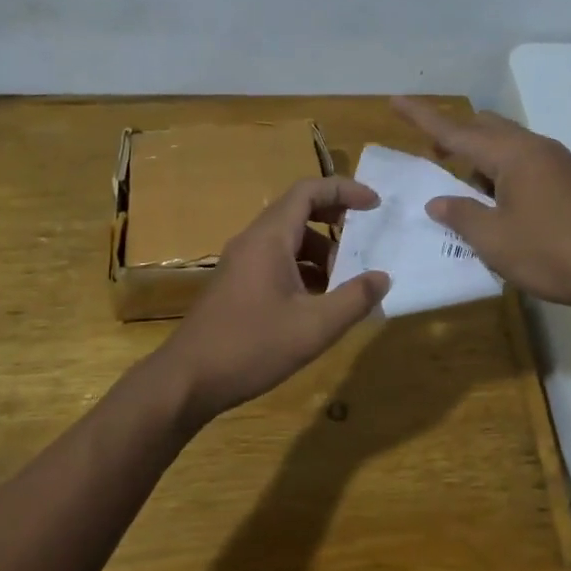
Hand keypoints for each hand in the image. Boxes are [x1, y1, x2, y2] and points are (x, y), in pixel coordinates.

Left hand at [156, 177, 389, 426]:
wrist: (187, 380)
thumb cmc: (252, 347)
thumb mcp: (315, 327)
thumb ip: (354, 299)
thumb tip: (383, 277)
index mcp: (269, 239)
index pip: (308, 191)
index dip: (344, 190)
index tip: (375, 204)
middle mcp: (252, 242)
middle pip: (297, 211)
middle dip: (335, 220)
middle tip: (365, 238)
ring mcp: (240, 264)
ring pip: (287, 240)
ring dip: (320, 252)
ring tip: (345, 282)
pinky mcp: (236, 285)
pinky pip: (276, 262)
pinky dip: (303, 270)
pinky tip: (318, 303)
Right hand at [391, 96, 570, 313]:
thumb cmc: (552, 252)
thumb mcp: (494, 240)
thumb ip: (461, 215)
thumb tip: (438, 201)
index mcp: (513, 155)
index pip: (456, 131)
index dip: (422, 117)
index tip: (395, 101)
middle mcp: (536, 149)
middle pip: (486, 128)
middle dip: (455, 137)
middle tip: (432, 156)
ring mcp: (558, 164)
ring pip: (507, 146)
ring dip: (479, 158)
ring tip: (463, 190)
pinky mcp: (570, 183)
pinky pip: (525, 163)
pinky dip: (501, 173)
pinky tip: (498, 204)